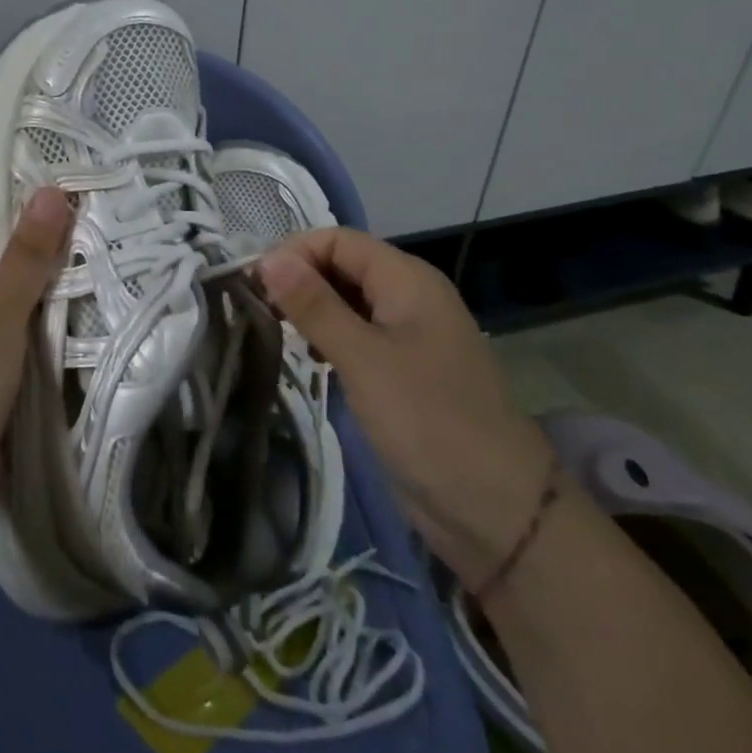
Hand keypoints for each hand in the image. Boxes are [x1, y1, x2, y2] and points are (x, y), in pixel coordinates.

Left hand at [0, 189, 72, 522]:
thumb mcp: (1, 308)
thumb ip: (28, 253)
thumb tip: (51, 191)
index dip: (7, 218)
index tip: (54, 208)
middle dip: (28, 260)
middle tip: (80, 238)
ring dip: (32, 300)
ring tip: (83, 273)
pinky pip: (1, 341)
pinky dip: (28, 334)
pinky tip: (66, 324)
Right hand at [257, 228, 553, 589]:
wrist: (499, 512)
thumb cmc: (429, 421)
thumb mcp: (363, 359)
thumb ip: (314, 305)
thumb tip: (268, 258)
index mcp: (408, 279)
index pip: (338, 239)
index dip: (294, 252)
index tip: (252, 283)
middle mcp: (409, 297)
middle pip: (342, 266)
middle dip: (299, 279)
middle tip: (257, 310)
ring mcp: (408, 335)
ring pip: (347, 301)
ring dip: (311, 309)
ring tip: (276, 332)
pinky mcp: (403, 371)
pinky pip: (358, 335)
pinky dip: (328, 338)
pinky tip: (310, 359)